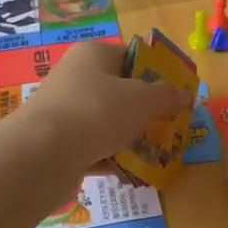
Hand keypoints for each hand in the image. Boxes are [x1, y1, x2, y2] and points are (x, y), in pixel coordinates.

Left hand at [20, 39, 186, 167]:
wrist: (42, 154)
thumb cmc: (97, 111)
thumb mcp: (142, 99)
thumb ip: (166, 96)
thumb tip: (184, 93)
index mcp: (93, 55)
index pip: (130, 56)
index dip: (155, 73)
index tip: (175, 94)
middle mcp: (75, 77)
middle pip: (119, 91)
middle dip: (144, 110)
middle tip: (169, 126)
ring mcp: (64, 111)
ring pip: (106, 122)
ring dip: (129, 137)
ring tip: (155, 153)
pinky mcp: (57, 143)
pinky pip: (93, 148)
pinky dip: (111, 158)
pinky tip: (130, 172)